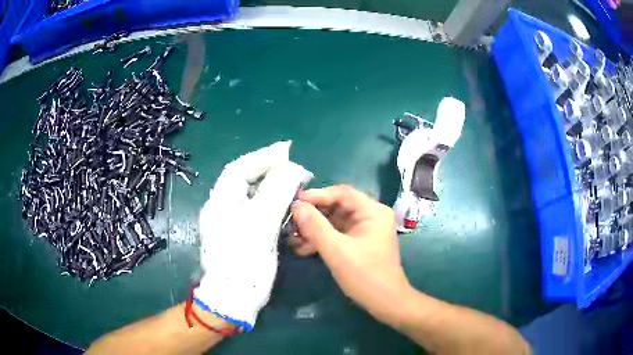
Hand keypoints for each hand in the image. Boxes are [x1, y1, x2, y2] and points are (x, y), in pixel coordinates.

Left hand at [194, 141, 311, 330]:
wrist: (235, 296)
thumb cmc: (243, 257)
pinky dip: (275, 206)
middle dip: (271, 172)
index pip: (239, 169)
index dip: (262, 157)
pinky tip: (289, 206)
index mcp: (221, 201)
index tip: (285, 151)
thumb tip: (292, 167)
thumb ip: (276, 191)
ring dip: (275, 188)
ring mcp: (234, 222)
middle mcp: (225, 208)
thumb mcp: (260, 222)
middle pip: (247, 181)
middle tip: (295, 169)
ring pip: (255, 197)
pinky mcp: (245, 235)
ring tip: (296, 184)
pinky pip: (260, 212)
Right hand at [290, 185, 411, 325]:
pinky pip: (338, 233)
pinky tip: (304, 248)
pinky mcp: (360, 242)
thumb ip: (315, 227)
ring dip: (315, 228)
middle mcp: (371, 215)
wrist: (386, 303)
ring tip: (293, 237)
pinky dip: (322, 238)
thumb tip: (296, 206)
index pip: (341, 193)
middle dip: (313, 214)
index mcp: (372, 211)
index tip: (294, 203)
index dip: (316, 195)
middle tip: (291, 222)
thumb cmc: (365, 276)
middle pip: (337, 206)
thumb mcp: (337, 251)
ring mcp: (365, 229)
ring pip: (335, 221)